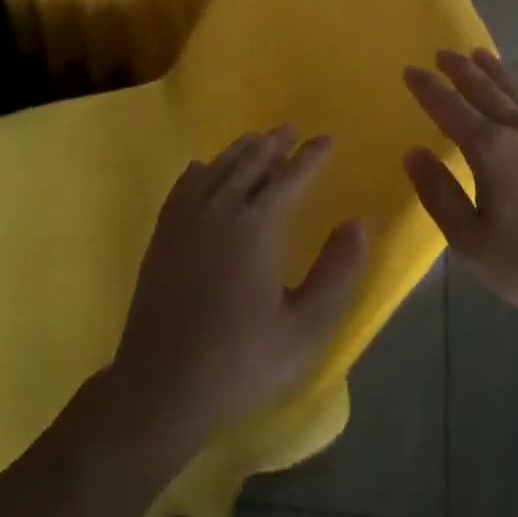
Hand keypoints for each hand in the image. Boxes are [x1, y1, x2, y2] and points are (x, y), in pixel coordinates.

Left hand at [110, 128, 367, 452]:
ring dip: (240, 150)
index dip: (311, 156)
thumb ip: (337, 273)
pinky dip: (200, 170)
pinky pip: (184, 186)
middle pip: (251, 163)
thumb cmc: (241, 361)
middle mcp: (220, 210)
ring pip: (217, 168)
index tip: (327, 139)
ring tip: (257, 139)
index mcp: (256, 227)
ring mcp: (185, 221)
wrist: (161, 388)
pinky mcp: (162, 236)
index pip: (290, 177)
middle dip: (274, 143)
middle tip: (290, 128)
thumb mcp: (305, 328)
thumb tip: (357, 224)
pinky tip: (203, 168)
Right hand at [402, 50, 517, 333]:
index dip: (428, 89)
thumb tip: (414, 153)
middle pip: (484, 92)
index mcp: (489, 151)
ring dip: (497, 70)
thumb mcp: (471, 243)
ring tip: (479, 52)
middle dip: (459, 71)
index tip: (410, 70)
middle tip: (442, 53)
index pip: (449, 109)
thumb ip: (439, 195)